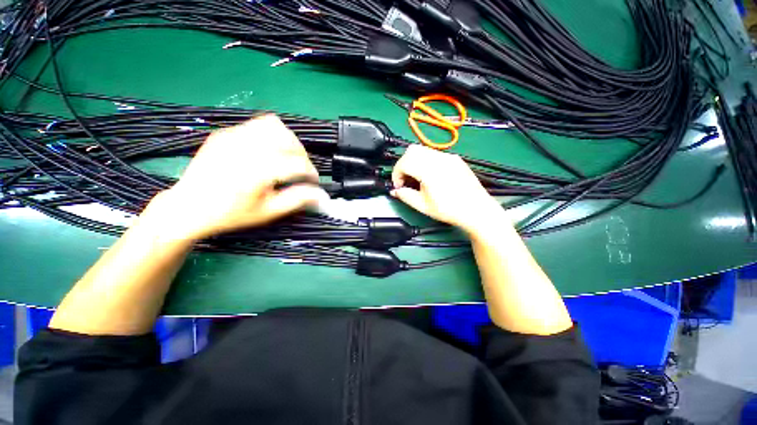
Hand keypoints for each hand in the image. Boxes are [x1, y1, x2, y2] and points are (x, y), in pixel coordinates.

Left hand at [146, 115, 328, 240]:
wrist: (188, 207)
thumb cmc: (231, 214)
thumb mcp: (268, 212)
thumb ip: (297, 200)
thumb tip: (320, 194)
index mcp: (257, 170)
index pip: (297, 164)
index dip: (311, 173)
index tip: (313, 183)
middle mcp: (246, 147)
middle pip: (289, 141)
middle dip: (302, 155)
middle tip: (301, 170)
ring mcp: (232, 136)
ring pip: (274, 126)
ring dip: (288, 141)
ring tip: (288, 156)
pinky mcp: (225, 133)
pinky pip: (256, 125)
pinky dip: (271, 135)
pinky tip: (269, 151)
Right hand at [391, 145, 507, 234]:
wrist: (476, 210)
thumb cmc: (449, 210)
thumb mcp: (423, 206)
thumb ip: (405, 196)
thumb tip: (395, 191)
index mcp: (429, 170)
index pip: (404, 162)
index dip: (396, 174)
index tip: (399, 186)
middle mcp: (438, 159)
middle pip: (411, 150)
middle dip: (403, 164)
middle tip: (405, 179)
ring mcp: (448, 157)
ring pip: (422, 149)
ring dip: (414, 161)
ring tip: (417, 178)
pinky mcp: (454, 159)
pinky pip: (434, 154)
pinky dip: (425, 161)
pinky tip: (429, 175)